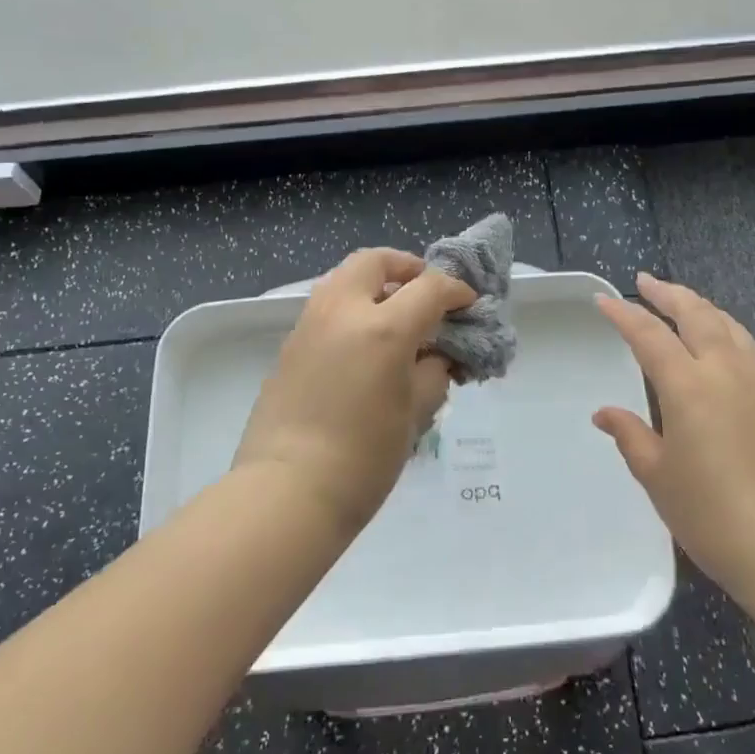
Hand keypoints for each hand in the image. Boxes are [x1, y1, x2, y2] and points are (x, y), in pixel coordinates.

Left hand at [234, 249, 474, 538]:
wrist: (286, 492)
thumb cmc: (363, 460)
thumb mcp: (415, 415)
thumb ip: (432, 373)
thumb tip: (434, 356)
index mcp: (383, 328)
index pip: (429, 288)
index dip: (455, 291)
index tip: (467, 304)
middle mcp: (343, 311)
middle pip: (376, 261)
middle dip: (406, 268)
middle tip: (424, 293)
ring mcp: (309, 324)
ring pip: (345, 278)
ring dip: (375, 284)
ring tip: (395, 315)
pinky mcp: (289, 344)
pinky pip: (327, 306)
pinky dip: (352, 307)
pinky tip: (364, 343)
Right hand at [593, 273, 754, 603]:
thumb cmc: (715, 518)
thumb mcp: (658, 478)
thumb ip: (631, 436)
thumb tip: (604, 413)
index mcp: (689, 386)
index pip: (649, 335)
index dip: (624, 313)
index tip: (603, 299)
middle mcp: (726, 372)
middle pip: (696, 314)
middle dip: (668, 293)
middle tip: (646, 281)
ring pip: (730, 326)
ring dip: (702, 307)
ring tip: (684, 303)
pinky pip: (754, 351)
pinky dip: (733, 335)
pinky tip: (730, 344)